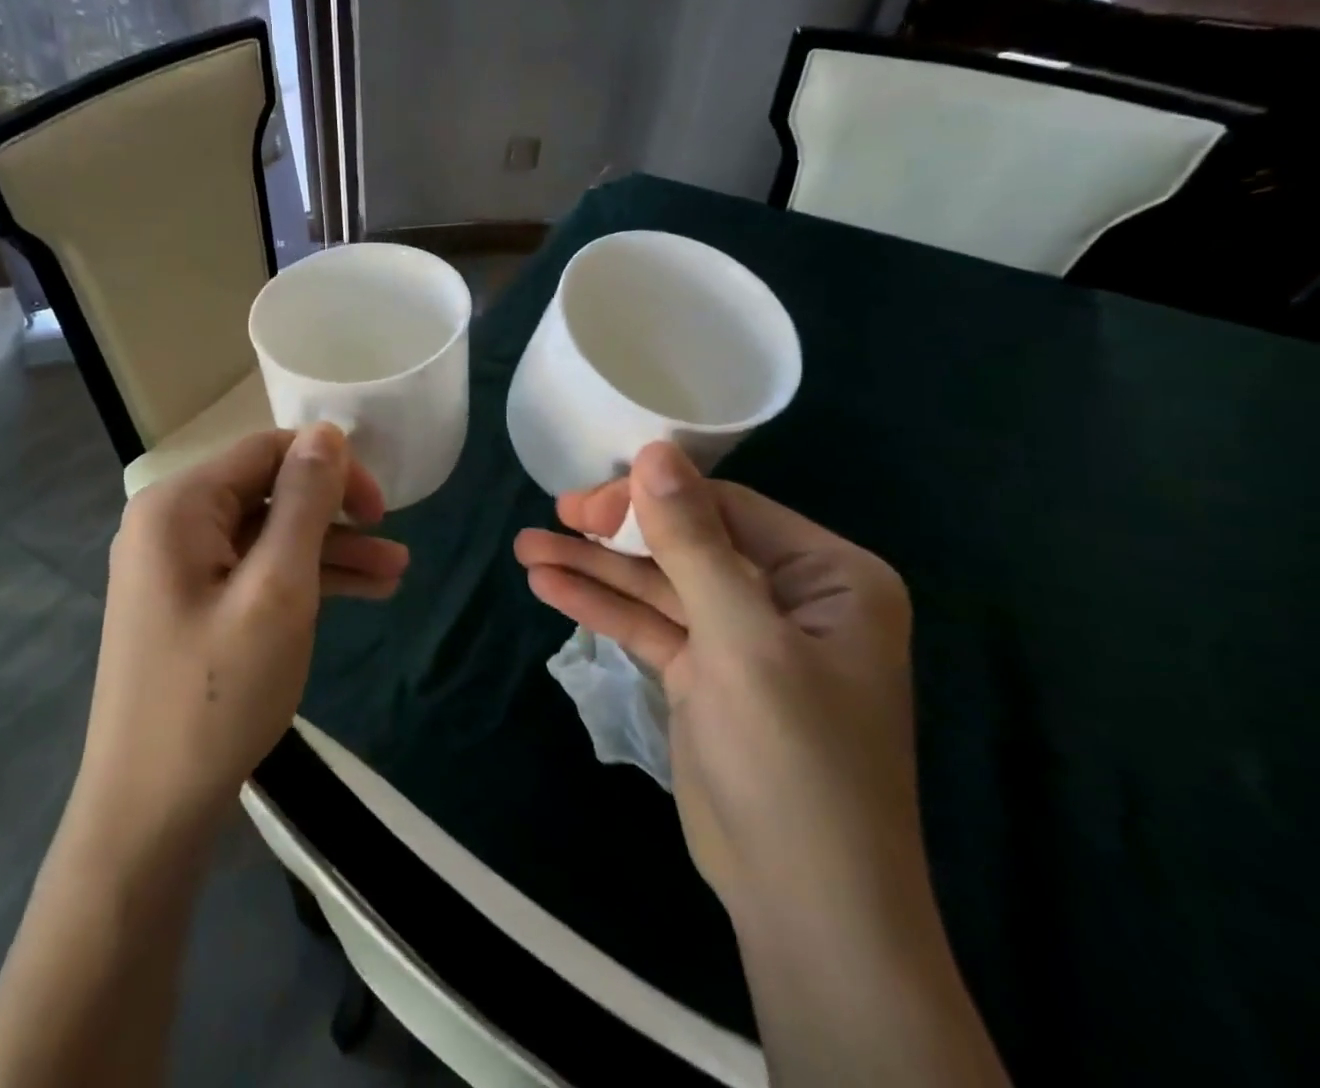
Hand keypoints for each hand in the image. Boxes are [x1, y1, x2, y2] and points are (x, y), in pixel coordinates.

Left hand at [75, 425, 408, 841]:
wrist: (148, 813)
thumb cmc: (217, 695)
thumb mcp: (277, 590)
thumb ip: (304, 502)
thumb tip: (327, 432)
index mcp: (179, 505)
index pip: (266, 451)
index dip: (330, 468)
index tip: (381, 510)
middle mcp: (170, 523)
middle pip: (267, 492)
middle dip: (335, 517)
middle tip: (394, 546)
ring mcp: (177, 566)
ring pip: (266, 536)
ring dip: (328, 552)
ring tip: (396, 575)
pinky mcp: (189, 603)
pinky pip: (252, 572)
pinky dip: (300, 580)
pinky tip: (359, 594)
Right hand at [514, 442, 919, 925]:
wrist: (804, 903)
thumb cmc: (793, 758)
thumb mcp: (741, 639)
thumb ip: (692, 542)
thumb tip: (654, 451)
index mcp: (828, 576)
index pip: (725, 509)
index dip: (650, 499)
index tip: (582, 502)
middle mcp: (789, 596)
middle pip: (685, 541)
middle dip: (613, 533)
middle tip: (551, 520)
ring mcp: (743, 636)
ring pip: (658, 583)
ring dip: (594, 567)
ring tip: (526, 549)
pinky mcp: (706, 672)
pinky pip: (649, 624)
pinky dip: (601, 606)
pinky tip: (548, 586)